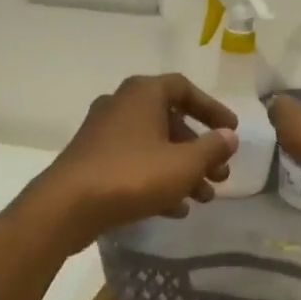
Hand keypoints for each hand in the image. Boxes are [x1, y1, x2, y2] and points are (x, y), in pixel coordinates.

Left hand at [29, 74, 237, 251]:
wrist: (69, 206)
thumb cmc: (133, 175)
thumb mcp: (184, 164)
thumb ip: (211, 148)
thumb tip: (229, 136)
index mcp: (143, 93)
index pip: (185, 89)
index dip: (212, 109)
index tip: (231, 132)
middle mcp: (121, 106)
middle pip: (170, 123)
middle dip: (199, 151)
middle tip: (220, 176)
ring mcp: (103, 135)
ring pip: (153, 148)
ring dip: (182, 171)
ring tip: (203, 198)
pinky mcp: (93, 162)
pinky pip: (134, 166)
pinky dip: (157, 182)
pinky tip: (175, 210)